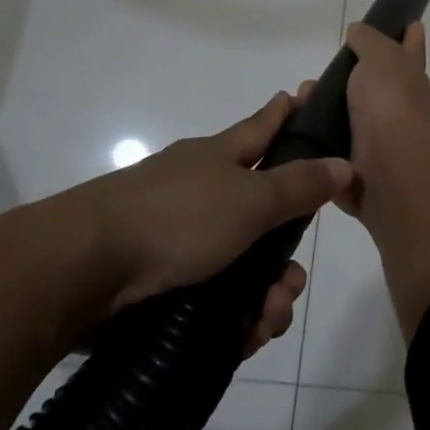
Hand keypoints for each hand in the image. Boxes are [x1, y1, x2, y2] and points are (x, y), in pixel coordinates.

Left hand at [75, 92, 350, 352]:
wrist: (84, 269)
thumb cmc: (176, 218)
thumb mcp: (250, 199)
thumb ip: (300, 185)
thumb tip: (344, 163)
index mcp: (220, 158)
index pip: (263, 127)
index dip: (286, 112)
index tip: (303, 94)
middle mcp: (202, 193)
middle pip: (263, 215)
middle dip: (285, 254)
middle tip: (292, 280)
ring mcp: (180, 238)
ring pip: (244, 265)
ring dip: (265, 295)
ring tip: (266, 317)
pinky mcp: (164, 281)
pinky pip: (217, 300)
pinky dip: (235, 318)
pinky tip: (243, 336)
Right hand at [294, 24, 429, 217]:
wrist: (388, 166)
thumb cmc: (388, 102)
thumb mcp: (380, 56)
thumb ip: (368, 40)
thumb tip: (358, 31)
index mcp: (409, 80)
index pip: (411, 50)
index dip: (410, 38)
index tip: (410, 24)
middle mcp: (398, 110)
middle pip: (371, 89)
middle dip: (342, 83)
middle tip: (310, 81)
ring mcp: (379, 142)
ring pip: (345, 121)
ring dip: (320, 113)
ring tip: (295, 105)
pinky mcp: (357, 170)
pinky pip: (330, 152)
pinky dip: (313, 144)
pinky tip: (292, 134)